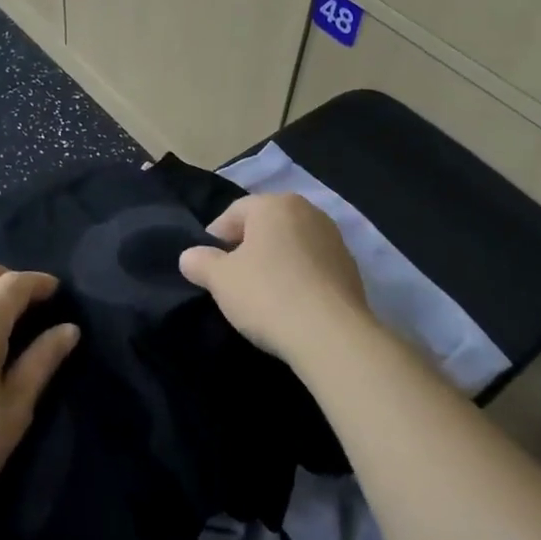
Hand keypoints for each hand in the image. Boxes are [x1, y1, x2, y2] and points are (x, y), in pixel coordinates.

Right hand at [178, 193, 375, 367]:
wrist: (331, 335)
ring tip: (262, 294)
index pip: (235, 212)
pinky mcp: (351, 269)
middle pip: (266, 225)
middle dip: (247, 247)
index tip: (207, 265)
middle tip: (232, 278)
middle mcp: (307, 212)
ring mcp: (334, 239)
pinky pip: (313, 266)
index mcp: (274, 204)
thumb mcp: (221, 280)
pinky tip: (290, 304)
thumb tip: (189, 256)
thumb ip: (201, 262)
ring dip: (275, 262)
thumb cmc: (268, 295)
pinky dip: (299, 278)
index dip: (215, 237)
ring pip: (291, 245)